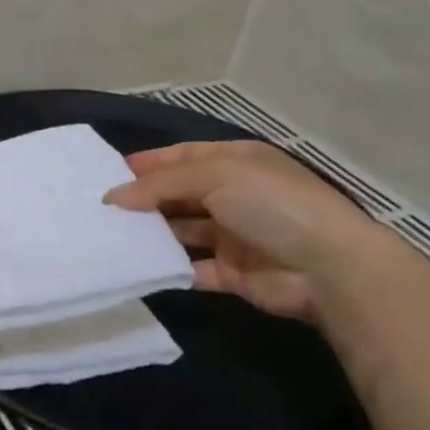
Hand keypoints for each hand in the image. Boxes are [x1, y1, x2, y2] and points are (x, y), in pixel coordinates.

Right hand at [104, 141, 391, 319]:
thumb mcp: (215, 176)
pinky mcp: (232, 272)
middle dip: (143, 199)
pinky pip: (190, 267)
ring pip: (181, 230)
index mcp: (235, 162)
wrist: (329, 268)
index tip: (107, 174)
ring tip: (108, 235)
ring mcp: (233, 235)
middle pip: (178, 194)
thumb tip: (113, 197)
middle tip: (100, 208)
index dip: (147, 164)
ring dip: (151, 232)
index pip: (182, 157)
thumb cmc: (271, 204)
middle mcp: (233, 195)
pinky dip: (166, 267)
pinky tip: (135, 266)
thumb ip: (160, 185)